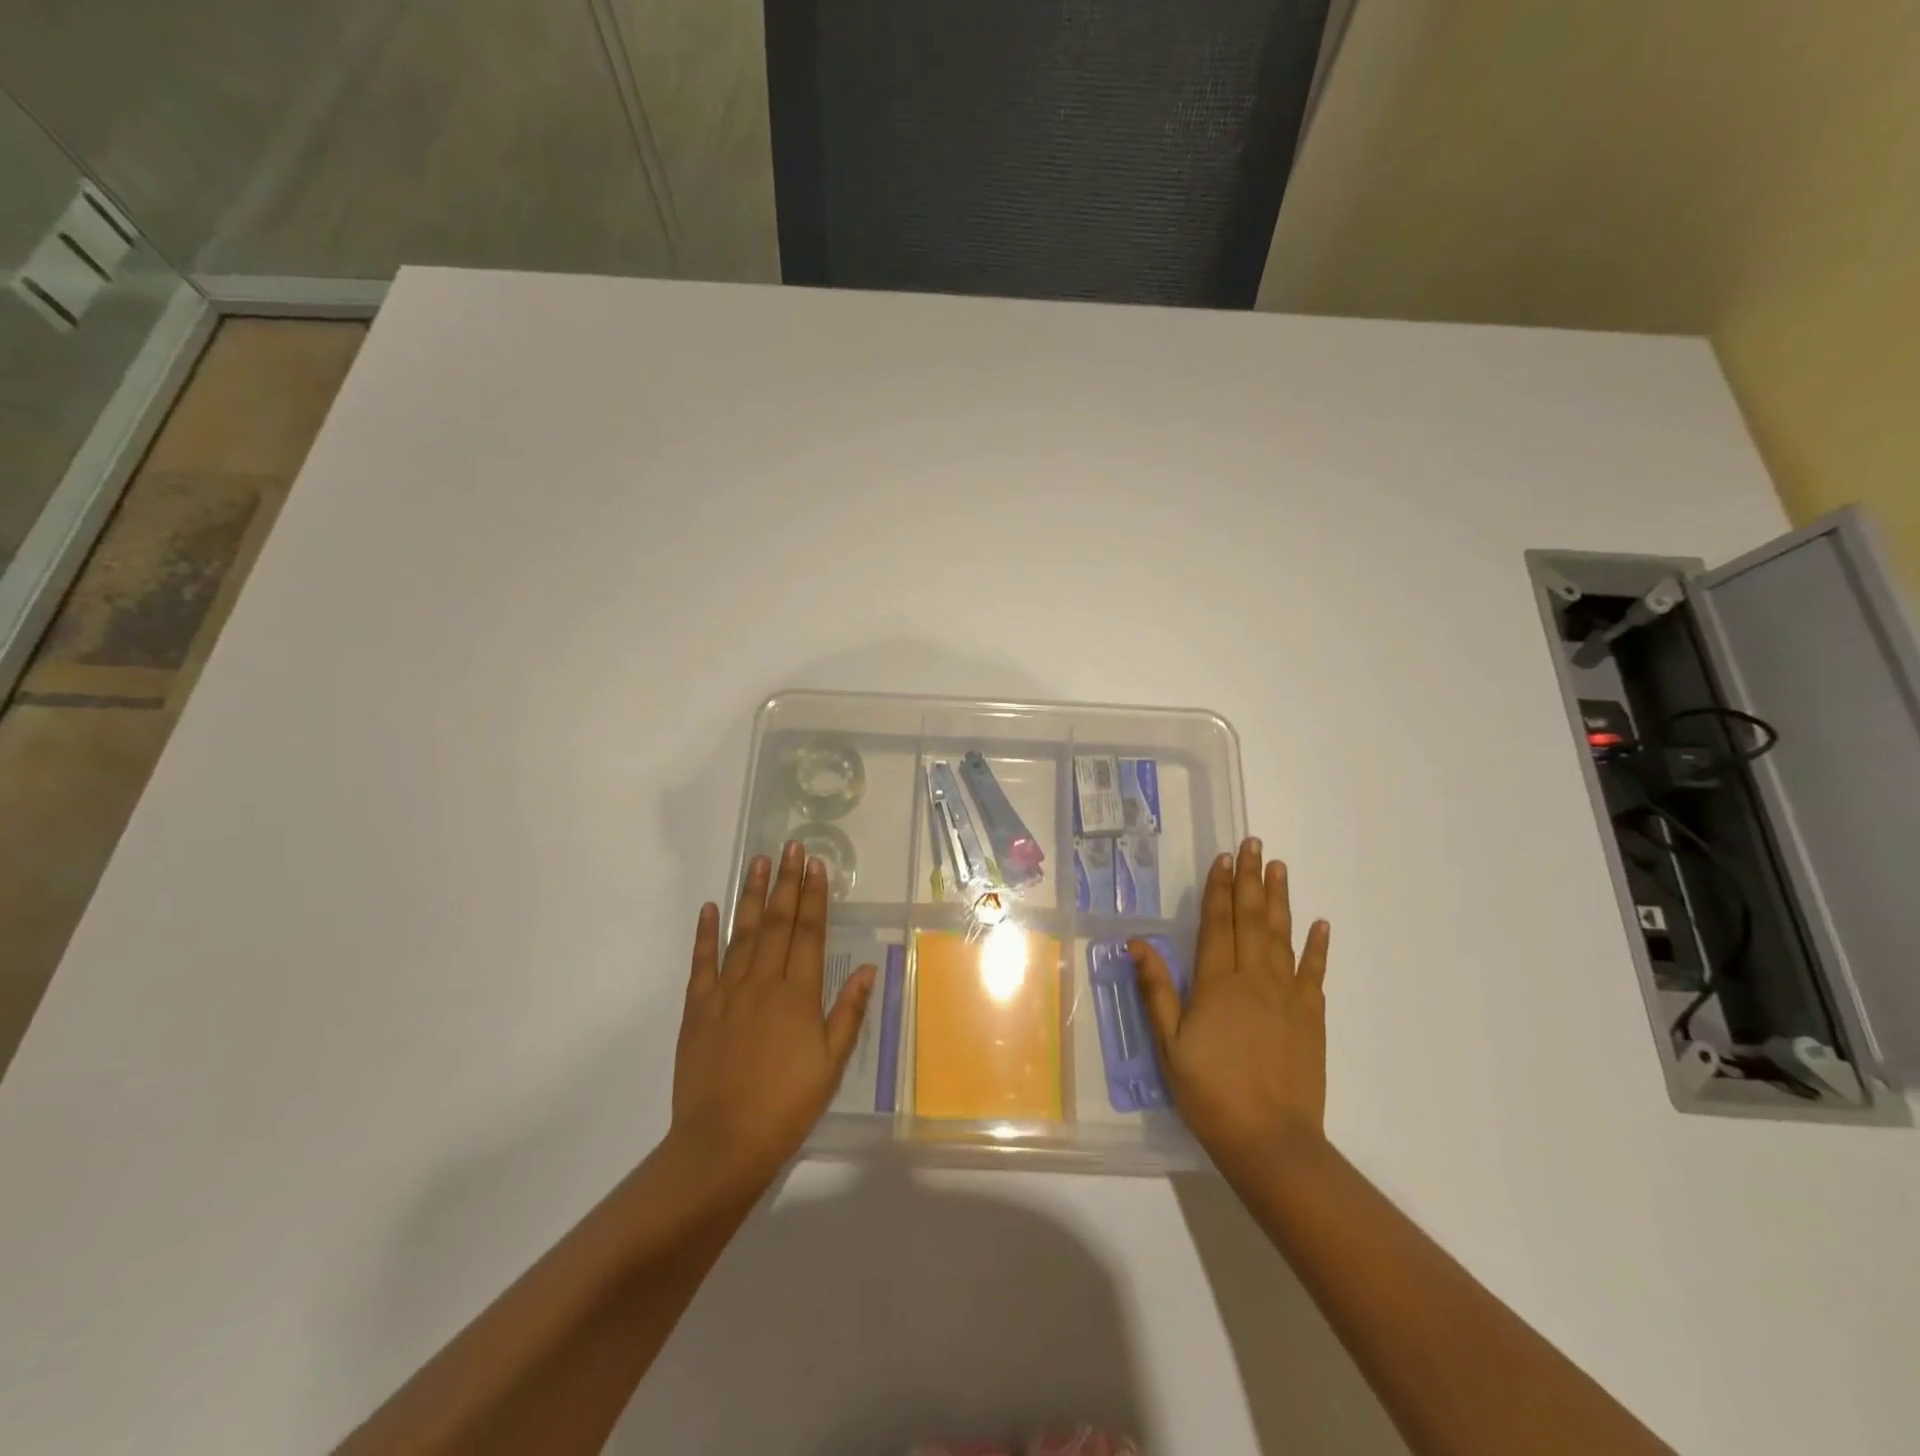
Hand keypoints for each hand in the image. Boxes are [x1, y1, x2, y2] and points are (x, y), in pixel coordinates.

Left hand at [670, 841, 874, 1195]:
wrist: (723, 1143)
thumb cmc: (787, 1105)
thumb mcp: (831, 1064)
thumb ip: (848, 1012)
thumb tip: (867, 968)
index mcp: (798, 996)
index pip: (809, 933)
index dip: (814, 897)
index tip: (816, 865)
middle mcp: (763, 984)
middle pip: (777, 922)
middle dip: (786, 882)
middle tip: (790, 847)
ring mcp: (726, 993)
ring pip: (742, 933)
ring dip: (751, 895)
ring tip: (758, 861)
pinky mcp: (698, 1009)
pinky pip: (702, 963)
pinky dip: (706, 933)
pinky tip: (710, 907)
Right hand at [1130, 838, 1329, 1179]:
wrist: (1270, 1140)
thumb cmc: (1209, 1092)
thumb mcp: (1169, 1044)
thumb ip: (1156, 990)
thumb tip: (1137, 943)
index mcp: (1216, 984)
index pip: (1218, 924)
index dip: (1220, 889)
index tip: (1225, 858)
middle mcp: (1254, 979)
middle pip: (1251, 919)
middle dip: (1250, 879)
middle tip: (1254, 844)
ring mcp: (1287, 996)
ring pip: (1282, 936)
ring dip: (1280, 899)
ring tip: (1279, 868)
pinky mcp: (1311, 1017)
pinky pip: (1314, 972)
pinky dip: (1317, 946)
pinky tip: (1319, 924)